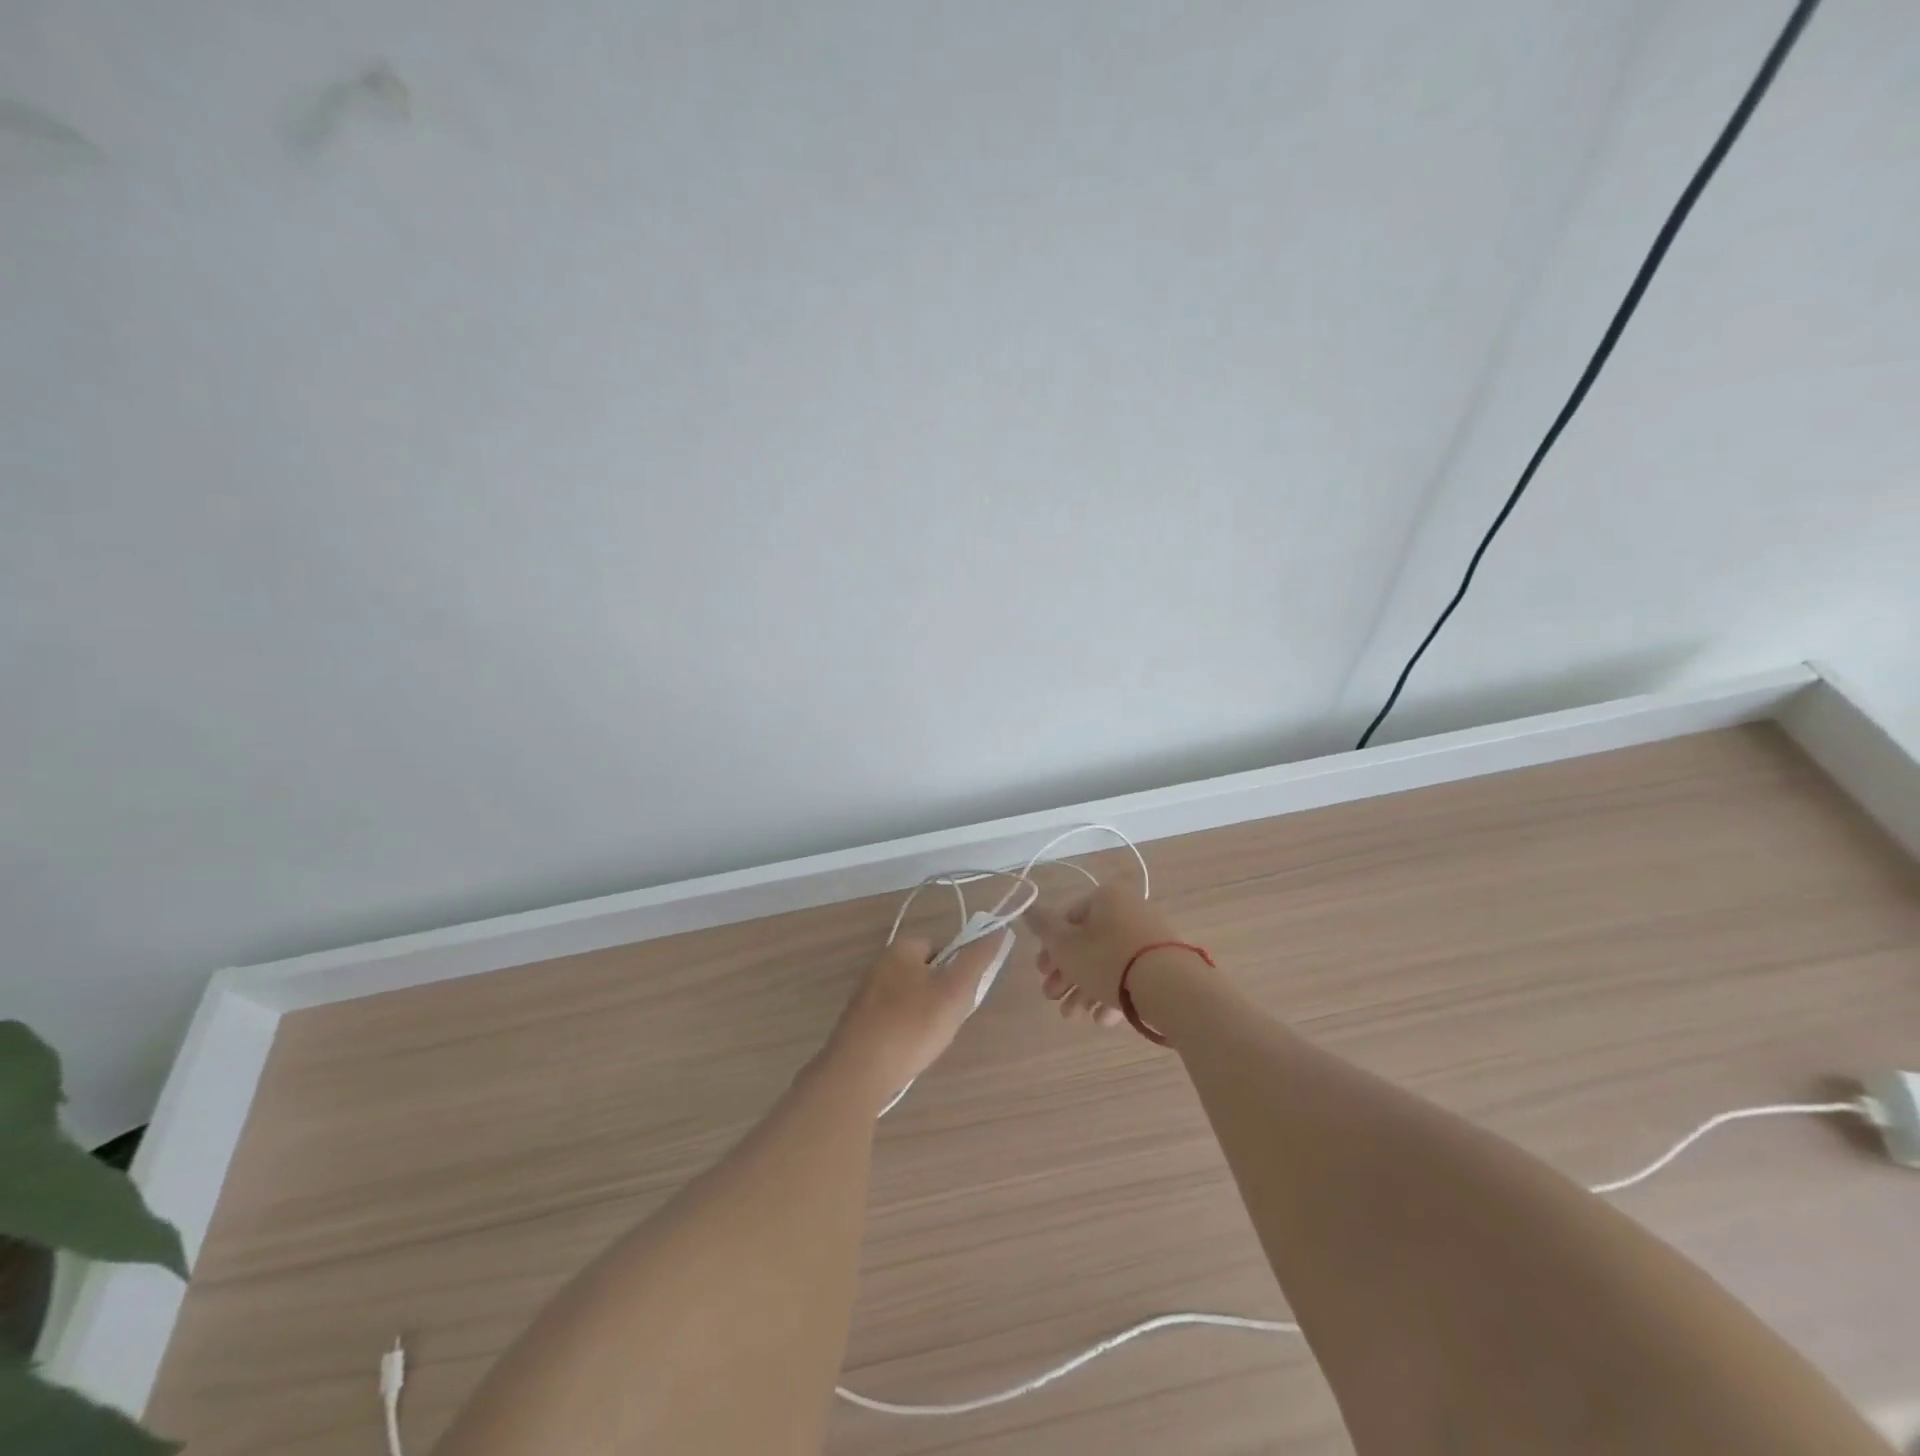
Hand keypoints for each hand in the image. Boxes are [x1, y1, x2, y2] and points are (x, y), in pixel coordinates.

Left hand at [825, 932, 1009, 1105]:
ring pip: (909, 998)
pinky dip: (904, 1031)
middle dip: (940, 995)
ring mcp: (865, 994)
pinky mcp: (858, 1022)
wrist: (857, 1072)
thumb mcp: (955, 991)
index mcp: (901, 948)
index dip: (957, 970)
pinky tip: (907, 1051)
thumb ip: (977, 959)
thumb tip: (997, 930)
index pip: (941, 946)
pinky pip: (892, 1019)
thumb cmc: (911, 1026)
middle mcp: (879, 964)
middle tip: (946, 1021)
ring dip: (922, 1015)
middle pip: (925, 973)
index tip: (961, 997)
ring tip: (927, 1040)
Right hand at [1023, 883, 1186, 1026]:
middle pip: (1087, 943)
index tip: (1041, 973)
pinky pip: (1130, 975)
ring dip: (1084, 990)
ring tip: (1073, 1017)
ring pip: (1107, 963)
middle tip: (1052, 998)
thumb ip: (1043, 927)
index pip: (1067, 918)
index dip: (1049, 947)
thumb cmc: (1109, 959)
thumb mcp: (1065, 945)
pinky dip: (1112, 994)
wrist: (1171, 988)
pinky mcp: (1164, 963)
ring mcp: (1149, 937)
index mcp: (1105, 898)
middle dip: (1066, 975)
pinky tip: (1102, 1019)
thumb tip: (1027, 908)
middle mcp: (1128, 911)